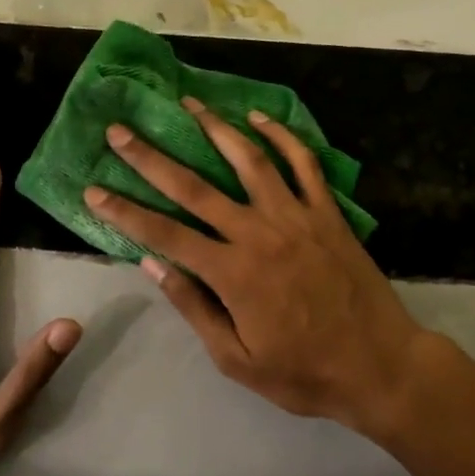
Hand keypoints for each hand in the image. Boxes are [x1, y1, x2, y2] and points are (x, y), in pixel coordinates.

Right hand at [84, 98, 427, 437]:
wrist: (381, 365)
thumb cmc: (304, 372)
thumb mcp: (238, 359)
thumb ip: (195, 308)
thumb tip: (152, 264)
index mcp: (233, 272)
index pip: (164, 233)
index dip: (125, 211)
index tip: (94, 189)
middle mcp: (259, 232)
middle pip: (196, 186)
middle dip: (152, 157)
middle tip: (120, 130)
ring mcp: (296, 216)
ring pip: (249, 159)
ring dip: (215, 128)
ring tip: (189, 103)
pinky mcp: (327, 211)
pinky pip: (303, 163)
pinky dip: (281, 136)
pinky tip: (259, 118)